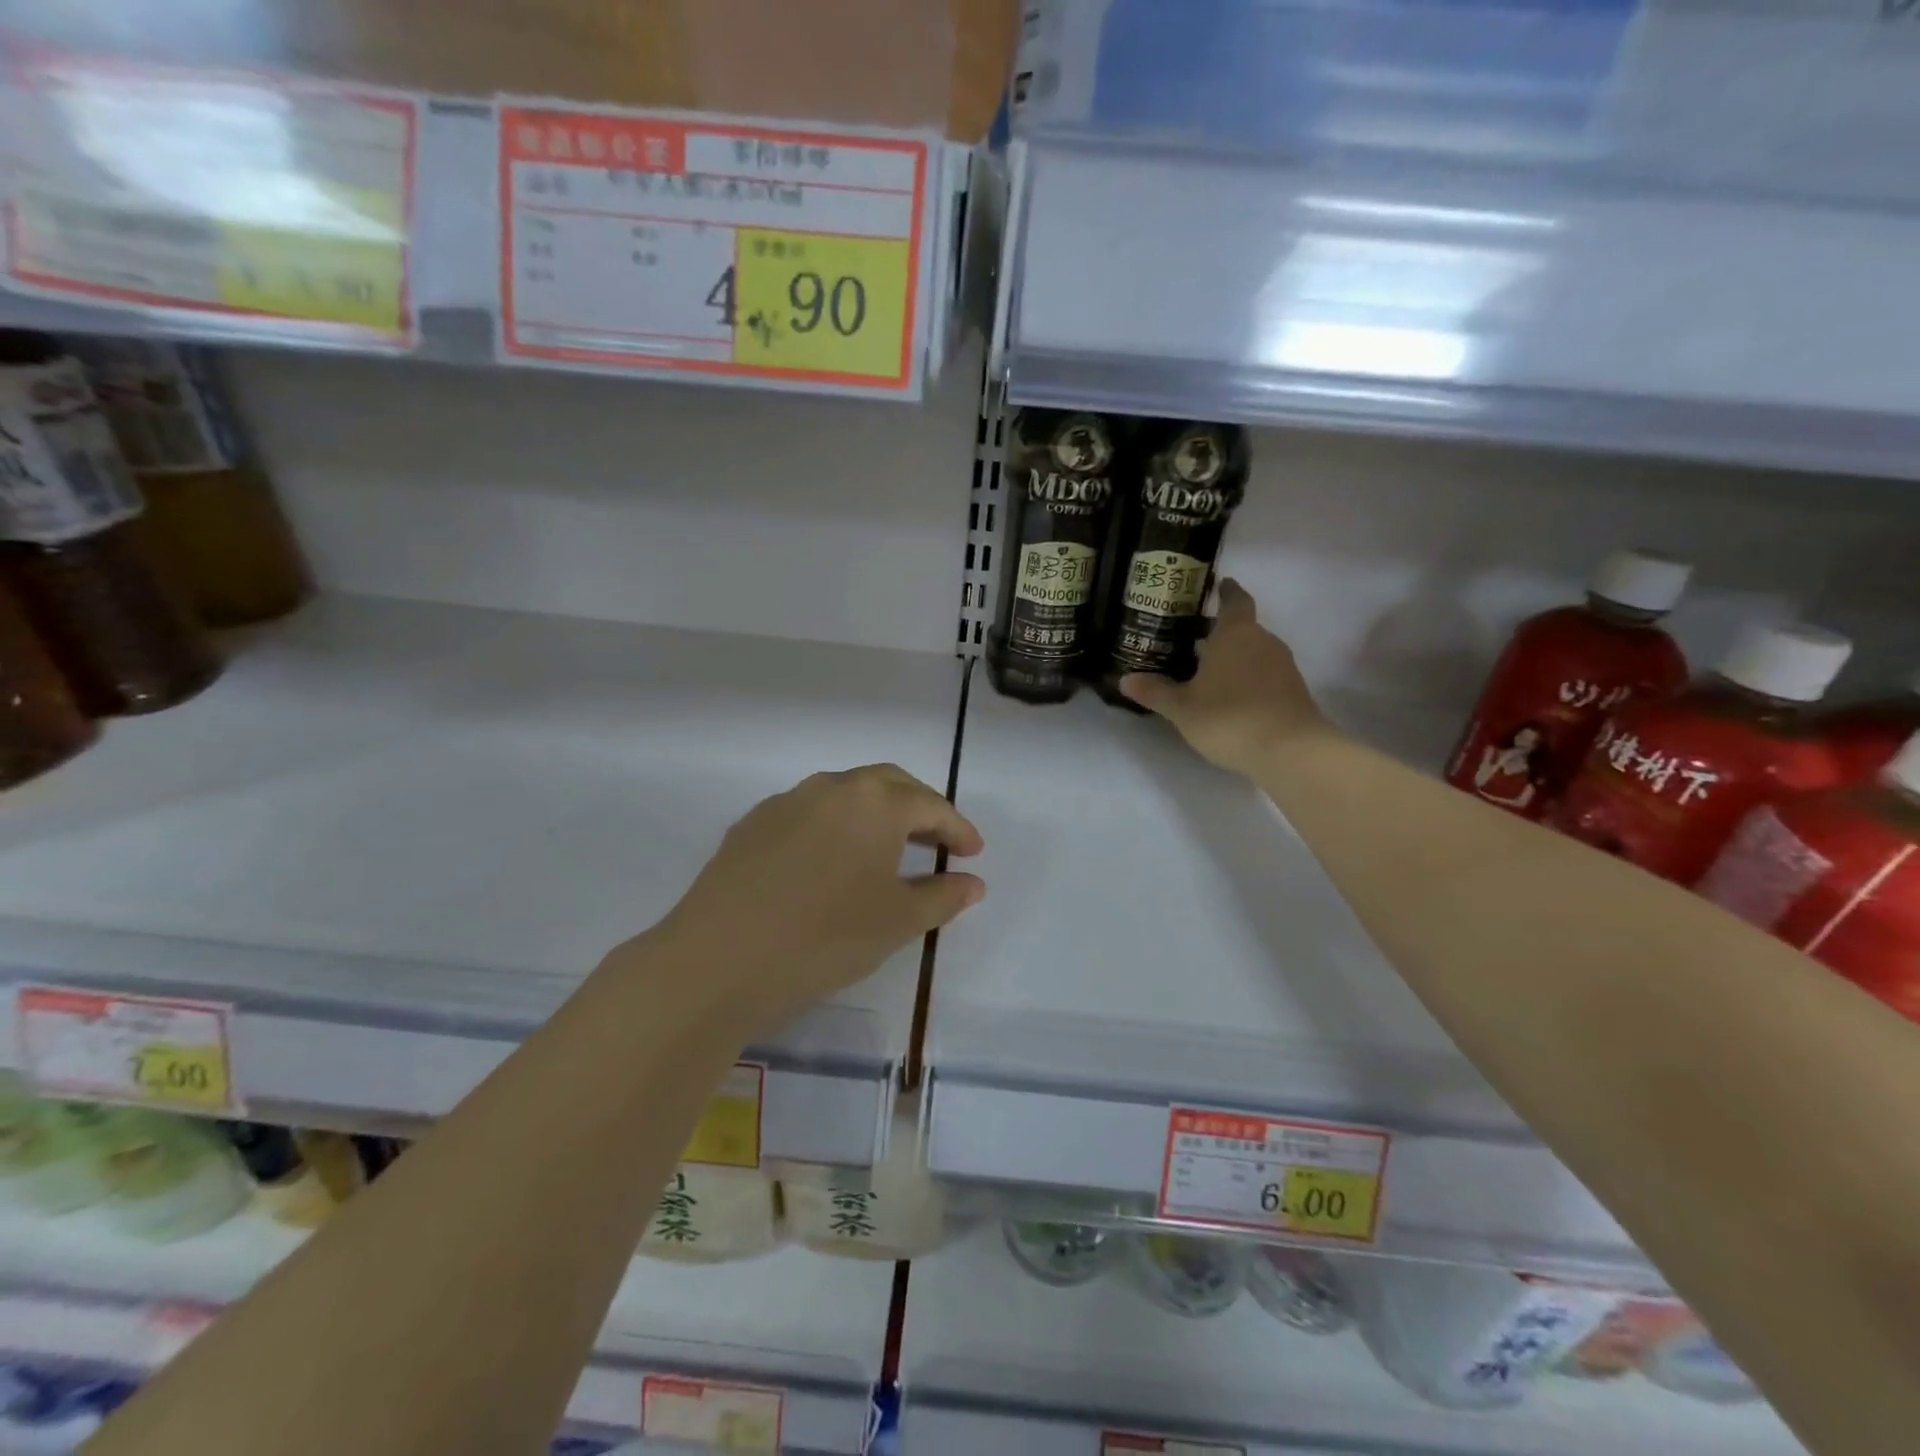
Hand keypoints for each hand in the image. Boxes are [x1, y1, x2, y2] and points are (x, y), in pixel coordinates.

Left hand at [651, 764, 984, 1032]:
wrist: (717, 960)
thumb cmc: (824, 937)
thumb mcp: (897, 922)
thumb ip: (942, 896)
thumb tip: (973, 882)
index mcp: (874, 802)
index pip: (929, 804)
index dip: (957, 827)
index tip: (974, 852)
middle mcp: (830, 788)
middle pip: (887, 785)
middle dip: (919, 808)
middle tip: (937, 840)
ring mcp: (785, 802)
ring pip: (844, 795)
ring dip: (874, 814)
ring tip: (886, 850)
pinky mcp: (750, 825)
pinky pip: (807, 814)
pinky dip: (833, 828)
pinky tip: (829, 863)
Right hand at [1119, 578, 1336, 776]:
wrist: (1290, 751)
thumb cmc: (1229, 718)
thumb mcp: (1182, 708)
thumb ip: (1155, 691)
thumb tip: (1125, 680)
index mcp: (1236, 634)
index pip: (1235, 600)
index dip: (1226, 591)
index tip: (1219, 584)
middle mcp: (1263, 641)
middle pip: (1242, 627)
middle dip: (1219, 631)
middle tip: (1191, 638)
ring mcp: (1283, 666)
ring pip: (1253, 651)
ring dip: (1233, 657)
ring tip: (1205, 671)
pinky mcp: (1292, 691)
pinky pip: (1264, 673)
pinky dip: (1246, 677)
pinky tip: (1228, 696)